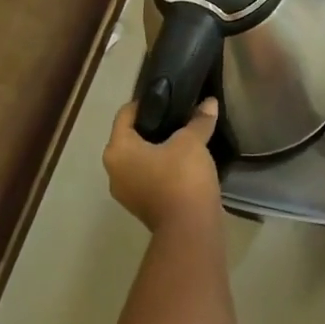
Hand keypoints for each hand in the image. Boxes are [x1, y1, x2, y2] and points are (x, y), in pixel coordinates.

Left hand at [104, 98, 222, 233]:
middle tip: (179, 114)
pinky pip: (148, 175)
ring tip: (184, 136)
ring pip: (139, 158)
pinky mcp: (142, 205)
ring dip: (158, 147)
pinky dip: (162, 165)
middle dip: (154, 125)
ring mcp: (126, 192)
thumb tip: (210, 103)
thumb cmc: (182, 176)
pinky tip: (185, 160)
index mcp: (118, 150)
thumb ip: (199, 120)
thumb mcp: (192, 141)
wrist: (190, 227)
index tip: (169, 96)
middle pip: (130, 137)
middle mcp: (114, 171)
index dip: (146, 102)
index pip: (125, 114)